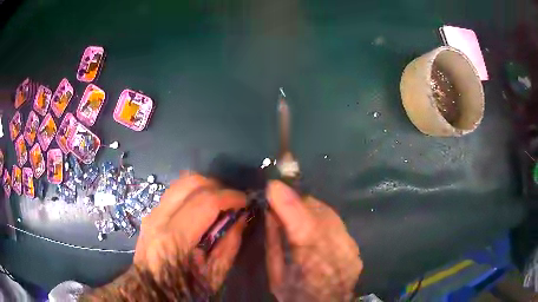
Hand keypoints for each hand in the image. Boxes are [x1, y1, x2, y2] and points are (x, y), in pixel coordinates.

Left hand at [134, 173, 246, 290]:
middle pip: (191, 183)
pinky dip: (192, 194)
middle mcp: (160, 218)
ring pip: (181, 183)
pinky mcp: (150, 213)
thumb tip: (241, 217)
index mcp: (176, 238)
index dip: (231, 197)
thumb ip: (230, 244)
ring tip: (218, 203)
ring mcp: (152, 213)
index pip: (206, 202)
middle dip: (218, 186)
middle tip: (231, 202)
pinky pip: (174, 192)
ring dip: (204, 188)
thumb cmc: (184, 288)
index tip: (245, 202)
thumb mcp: (215, 274)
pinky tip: (200, 210)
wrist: (150, 289)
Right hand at [265, 180, 361, 300]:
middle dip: (298, 202)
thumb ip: (274, 240)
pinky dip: (325, 223)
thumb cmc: (295, 294)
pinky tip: (318, 233)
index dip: (285, 197)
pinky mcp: (355, 247)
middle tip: (283, 204)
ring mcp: (349, 246)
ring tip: (299, 219)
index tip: (273, 184)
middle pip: (317, 209)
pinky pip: (338, 225)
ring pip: (329, 214)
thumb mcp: (275, 272)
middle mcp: (335, 246)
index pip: (299, 217)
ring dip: (311, 211)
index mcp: (308, 257)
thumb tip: (271, 211)